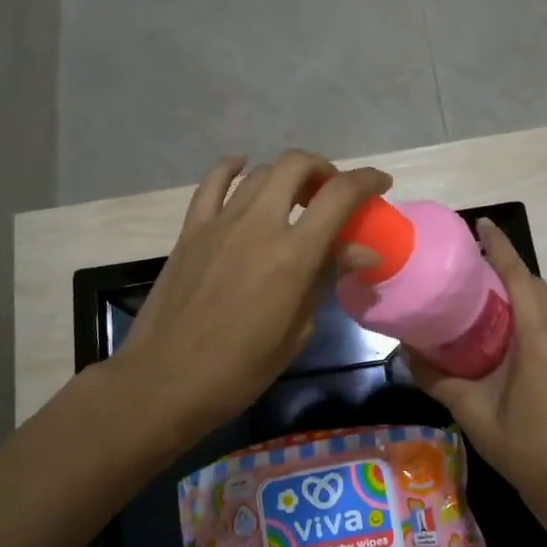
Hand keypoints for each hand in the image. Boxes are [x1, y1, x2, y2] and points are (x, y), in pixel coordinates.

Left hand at [111, 150, 392, 440]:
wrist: (165, 381)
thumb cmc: (240, 369)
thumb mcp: (297, 330)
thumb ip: (325, 279)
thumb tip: (359, 253)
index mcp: (293, 255)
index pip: (339, 195)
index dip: (366, 181)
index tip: (381, 183)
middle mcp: (259, 224)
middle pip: (297, 165)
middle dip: (324, 170)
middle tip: (332, 193)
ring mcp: (220, 222)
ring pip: (260, 172)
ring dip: (287, 176)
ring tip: (295, 197)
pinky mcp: (191, 230)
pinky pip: (213, 183)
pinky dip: (232, 168)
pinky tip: (242, 168)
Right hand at [407, 219, 546, 513]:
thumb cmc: (521, 445)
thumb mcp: (471, 410)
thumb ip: (436, 378)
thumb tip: (406, 353)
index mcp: (539, 339)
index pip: (520, 279)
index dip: (501, 249)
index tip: (482, 225)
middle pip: (537, 286)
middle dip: (510, 267)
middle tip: (475, 261)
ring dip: (525, 289)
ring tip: (492, 288)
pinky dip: (537, 310)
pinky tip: (515, 324)